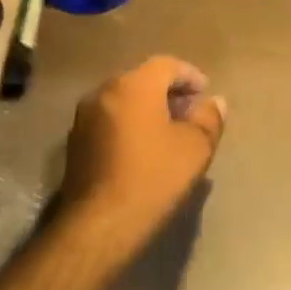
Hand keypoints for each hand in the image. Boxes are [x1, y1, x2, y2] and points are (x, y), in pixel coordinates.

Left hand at [62, 56, 226, 258]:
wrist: (100, 224)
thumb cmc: (153, 178)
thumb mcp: (195, 148)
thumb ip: (208, 119)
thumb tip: (215, 102)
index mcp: (134, 85)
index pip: (166, 65)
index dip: (190, 75)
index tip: (205, 93)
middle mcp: (104, 91)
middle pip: (142, 79)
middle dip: (168, 92)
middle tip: (190, 112)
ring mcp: (85, 116)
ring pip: (124, 99)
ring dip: (148, 108)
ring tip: (169, 131)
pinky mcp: (76, 141)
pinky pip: (110, 119)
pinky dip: (129, 124)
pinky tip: (143, 148)